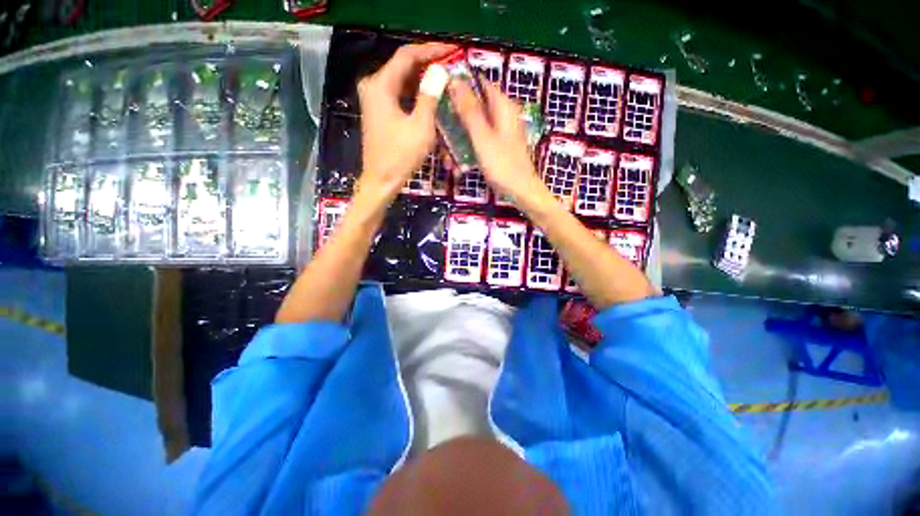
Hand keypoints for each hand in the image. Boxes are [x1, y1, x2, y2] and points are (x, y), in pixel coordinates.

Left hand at [356, 43, 455, 206]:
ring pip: (402, 82)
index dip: (430, 50)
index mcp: (380, 85)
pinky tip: (430, 99)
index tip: (451, 50)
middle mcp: (373, 86)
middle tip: (451, 67)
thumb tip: (440, 71)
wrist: (381, 181)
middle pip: (403, 67)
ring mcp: (374, 100)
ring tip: (445, 82)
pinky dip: (415, 95)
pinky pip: (399, 96)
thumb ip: (430, 96)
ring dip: (423, 81)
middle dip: (428, 66)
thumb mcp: (420, 126)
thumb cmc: (401, 156)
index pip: (407, 56)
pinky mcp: (379, 112)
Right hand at [449, 80, 550, 210]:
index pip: (479, 83)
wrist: (520, 192)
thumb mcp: (482, 137)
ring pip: (474, 126)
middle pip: (474, 107)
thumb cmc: (502, 165)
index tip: (440, 95)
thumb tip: (455, 80)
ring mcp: (500, 132)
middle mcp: (502, 115)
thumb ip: (469, 110)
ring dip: (459, 140)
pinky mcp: (498, 146)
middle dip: (455, 120)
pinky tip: (459, 166)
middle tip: (440, 133)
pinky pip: (479, 141)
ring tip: (448, 159)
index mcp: (503, 106)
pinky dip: (468, 150)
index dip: (459, 85)